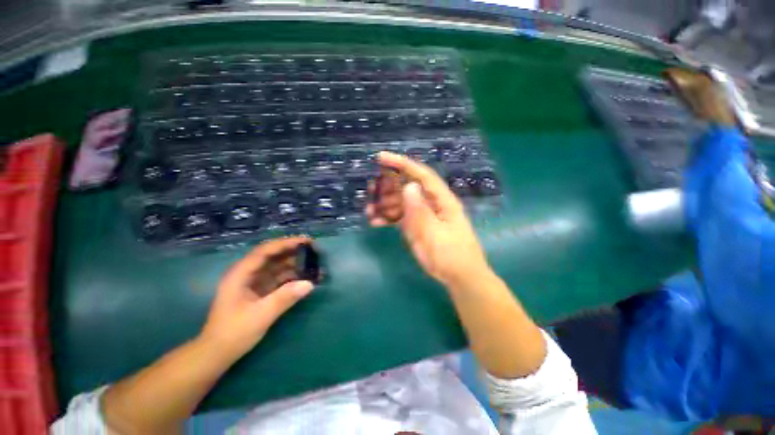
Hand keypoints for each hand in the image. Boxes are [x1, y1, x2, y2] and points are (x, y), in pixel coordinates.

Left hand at [200, 237, 314, 358]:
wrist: (217, 354)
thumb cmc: (233, 333)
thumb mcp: (260, 315)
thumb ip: (284, 298)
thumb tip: (310, 283)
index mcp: (241, 274)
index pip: (265, 251)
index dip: (286, 243)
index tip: (305, 241)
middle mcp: (247, 274)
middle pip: (272, 256)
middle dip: (292, 251)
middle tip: (314, 251)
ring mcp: (253, 282)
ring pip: (276, 266)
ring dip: (294, 264)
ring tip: (313, 263)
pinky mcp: (259, 291)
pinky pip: (278, 278)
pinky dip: (291, 276)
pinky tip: (304, 277)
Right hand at [366, 152, 491, 289]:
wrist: (459, 276)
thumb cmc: (451, 255)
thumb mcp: (435, 233)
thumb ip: (421, 211)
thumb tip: (409, 185)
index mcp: (441, 200)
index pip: (421, 175)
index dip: (402, 164)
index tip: (381, 158)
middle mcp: (431, 203)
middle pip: (408, 187)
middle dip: (388, 186)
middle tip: (371, 189)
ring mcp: (423, 214)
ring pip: (401, 202)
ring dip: (384, 204)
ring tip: (369, 210)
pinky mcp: (417, 225)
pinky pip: (399, 217)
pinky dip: (387, 218)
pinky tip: (375, 222)